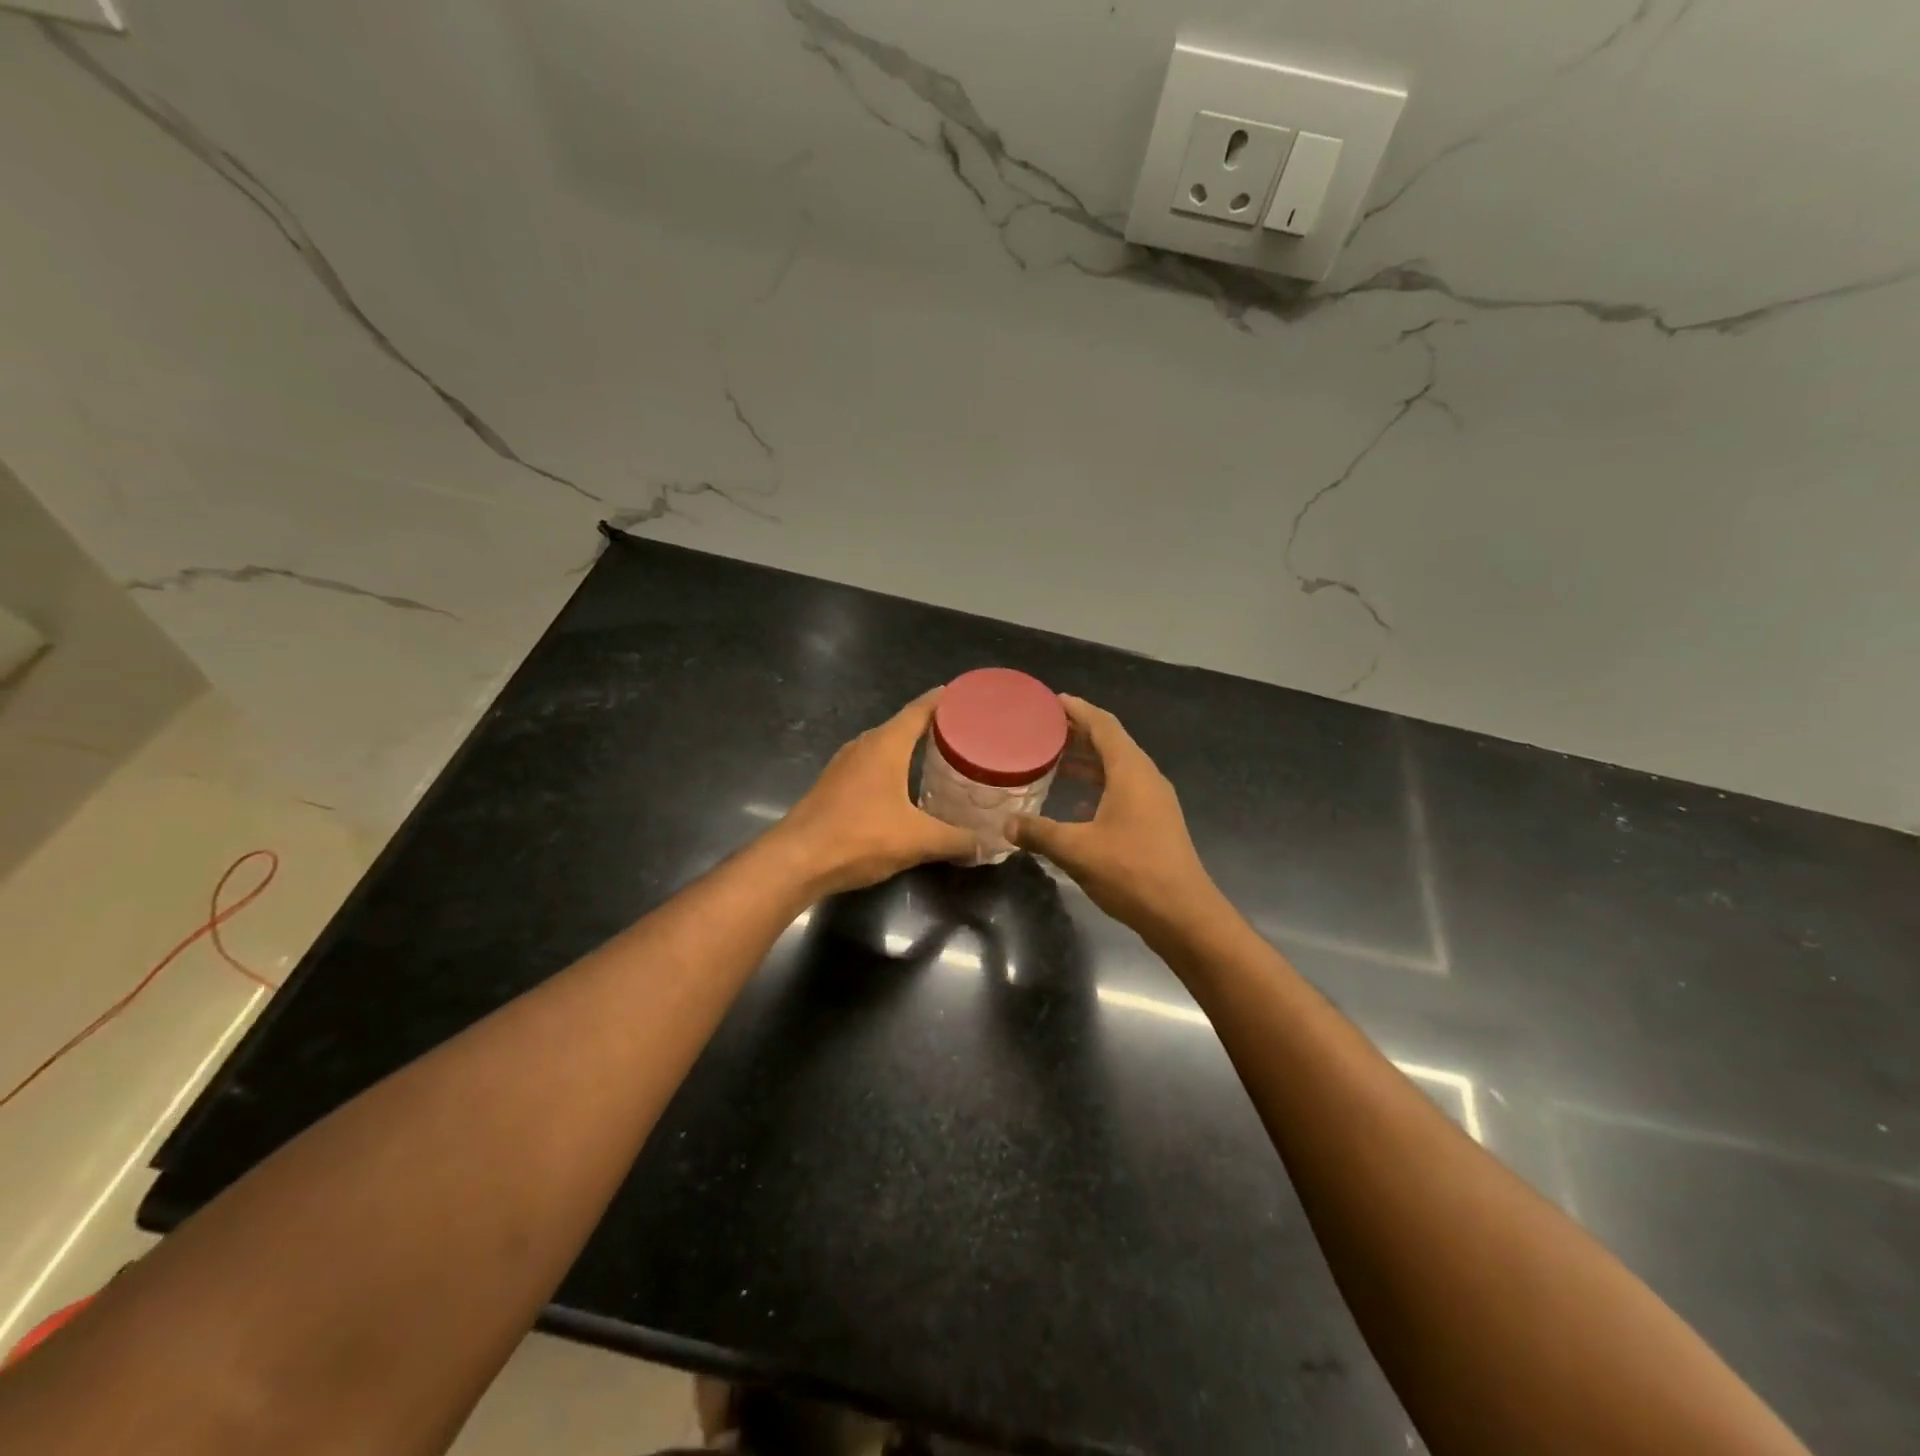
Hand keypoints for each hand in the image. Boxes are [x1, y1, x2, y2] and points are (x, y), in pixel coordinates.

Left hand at [772, 689, 978, 895]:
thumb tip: (988, 844)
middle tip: (966, 733)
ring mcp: (844, 765)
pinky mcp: (834, 785)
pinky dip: (893, 768)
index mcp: (886, 744)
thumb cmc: (860, 837)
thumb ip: (956, 840)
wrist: (797, 860)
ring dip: (910, 749)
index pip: (919, 709)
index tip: (967, 696)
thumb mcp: (918, 840)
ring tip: (941, 758)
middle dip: (933, 727)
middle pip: (903, 726)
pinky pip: (872, 765)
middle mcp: (864, 745)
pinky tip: (906, 787)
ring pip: (885, 747)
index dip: (943, 700)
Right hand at [1006, 695, 1218, 938]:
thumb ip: (1039, 833)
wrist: (1183, 914)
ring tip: (1056, 758)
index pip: (1103, 725)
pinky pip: (1124, 787)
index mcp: (1131, 771)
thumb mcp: (1076, 850)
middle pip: (1112, 742)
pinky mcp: (1156, 821)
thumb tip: (1006, 825)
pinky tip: (1078, 800)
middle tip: (1045, 729)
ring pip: (1119, 767)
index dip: (1079, 710)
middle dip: (1080, 732)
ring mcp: (1155, 800)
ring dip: (1090, 759)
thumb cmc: (1131, 871)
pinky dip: (1100, 783)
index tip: (1053, 700)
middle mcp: (1146, 777)